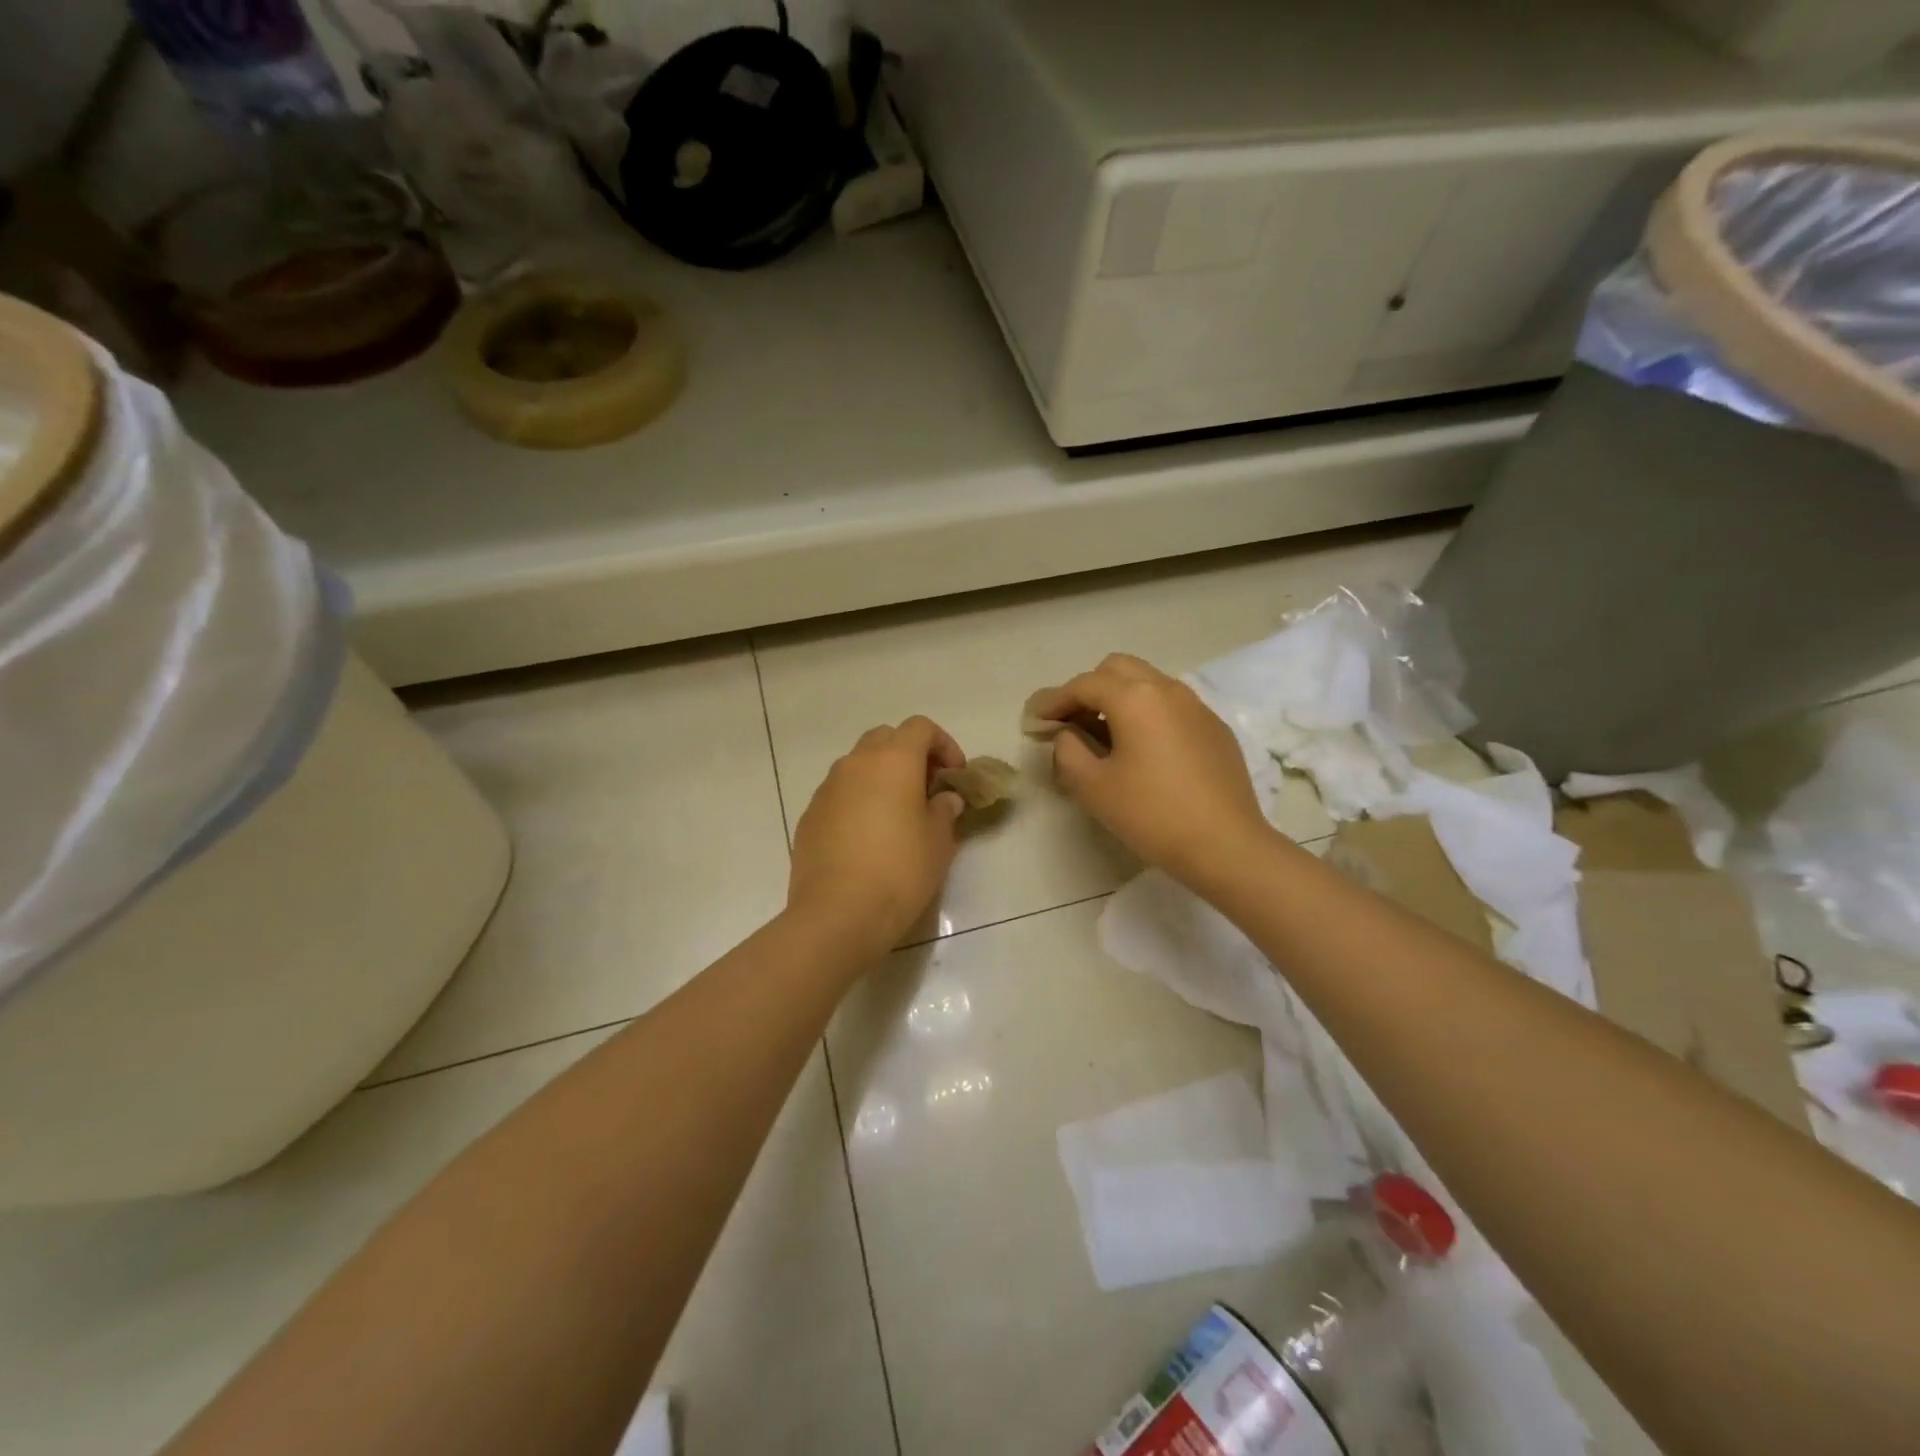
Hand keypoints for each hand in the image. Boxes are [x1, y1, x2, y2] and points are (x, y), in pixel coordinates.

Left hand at [787, 717, 967, 957]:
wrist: (837, 914)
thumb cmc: (900, 871)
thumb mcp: (938, 842)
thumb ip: (944, 811)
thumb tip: (944, 799)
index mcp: (893, 761)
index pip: (920, 728)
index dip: (943, 744)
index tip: (954, 775)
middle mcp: (855, 764)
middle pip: (885, 739)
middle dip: (910, 755)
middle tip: (927, 788)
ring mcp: (827, 788)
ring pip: (858, 765)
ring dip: (881, 776)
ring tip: (897, 813)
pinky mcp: (809, 815)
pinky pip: (839, 793)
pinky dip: (858, 800)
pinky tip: (868, 837)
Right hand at [1028, 654, 1272, 891]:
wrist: (1226, 845)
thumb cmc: (1151, 814)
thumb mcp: (1093, 787)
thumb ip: (1068, 750)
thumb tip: (1068, 734)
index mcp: (1135, 698)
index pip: (1084, 685)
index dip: (1054, 700)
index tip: (1035, 720)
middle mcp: (1168, 689)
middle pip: (1118, 669)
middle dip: (1089, 688)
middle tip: (1071, 721)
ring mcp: (1197, 706)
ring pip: (1149, 683)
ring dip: (1120, 698)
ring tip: (1105, 735)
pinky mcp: (1215, 728)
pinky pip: (1172, 706)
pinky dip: (1148, 714)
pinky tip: (1144, 751)